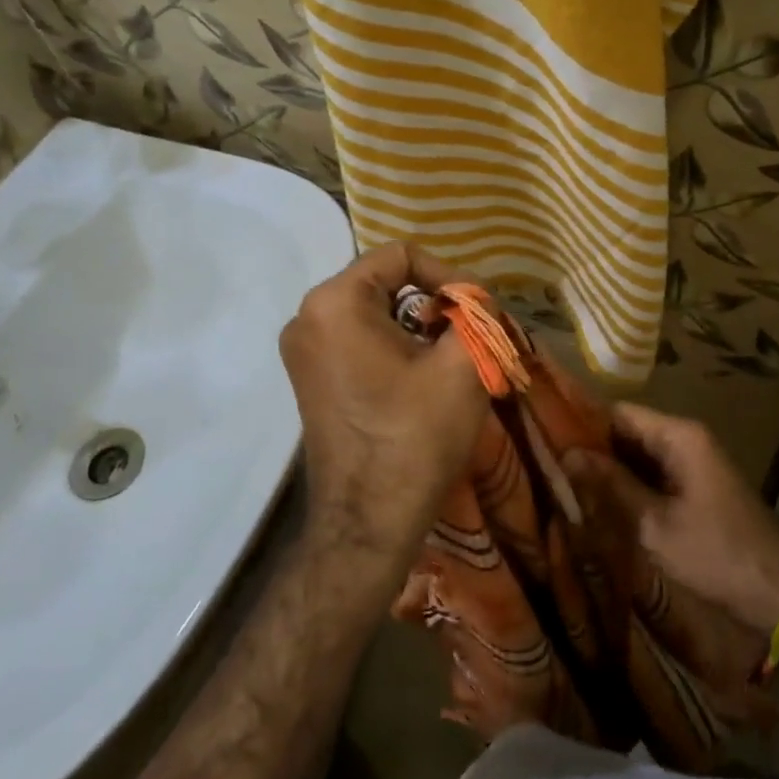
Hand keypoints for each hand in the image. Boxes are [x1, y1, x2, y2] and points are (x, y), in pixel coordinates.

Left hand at [278, 244, 489, 569]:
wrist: (370, 522)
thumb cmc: (415, 436)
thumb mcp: (463, 365)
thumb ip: (476, 313)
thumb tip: (476, 299)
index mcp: (335, 302)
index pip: (401, 256)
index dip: (448, 276)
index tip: (475, 313)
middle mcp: (307, 317)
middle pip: (385, 283)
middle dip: (434, 304)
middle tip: (468, 338)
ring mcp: (303, 351)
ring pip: (374, 313)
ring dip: (418, 327)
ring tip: (450, 360)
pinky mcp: (311, 380)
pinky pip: (358, 340)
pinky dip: (394, 347)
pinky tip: (421, 379)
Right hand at [563, 403, 778, 632]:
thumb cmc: (717, 553)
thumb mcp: (655, 523)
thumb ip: (611, 485)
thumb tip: (567, 452)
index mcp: (679, 436)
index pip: (617, 413)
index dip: (581, 423)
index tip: (544, 437)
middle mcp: (685, 439)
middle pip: (626, 432)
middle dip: (591, 450)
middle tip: (548, 466)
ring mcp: (691, 463)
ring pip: (637, 456)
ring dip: (608, 471)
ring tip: (562, 483)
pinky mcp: (694, 487)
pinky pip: (652, 475)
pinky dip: (628, 486)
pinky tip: (597, 503)